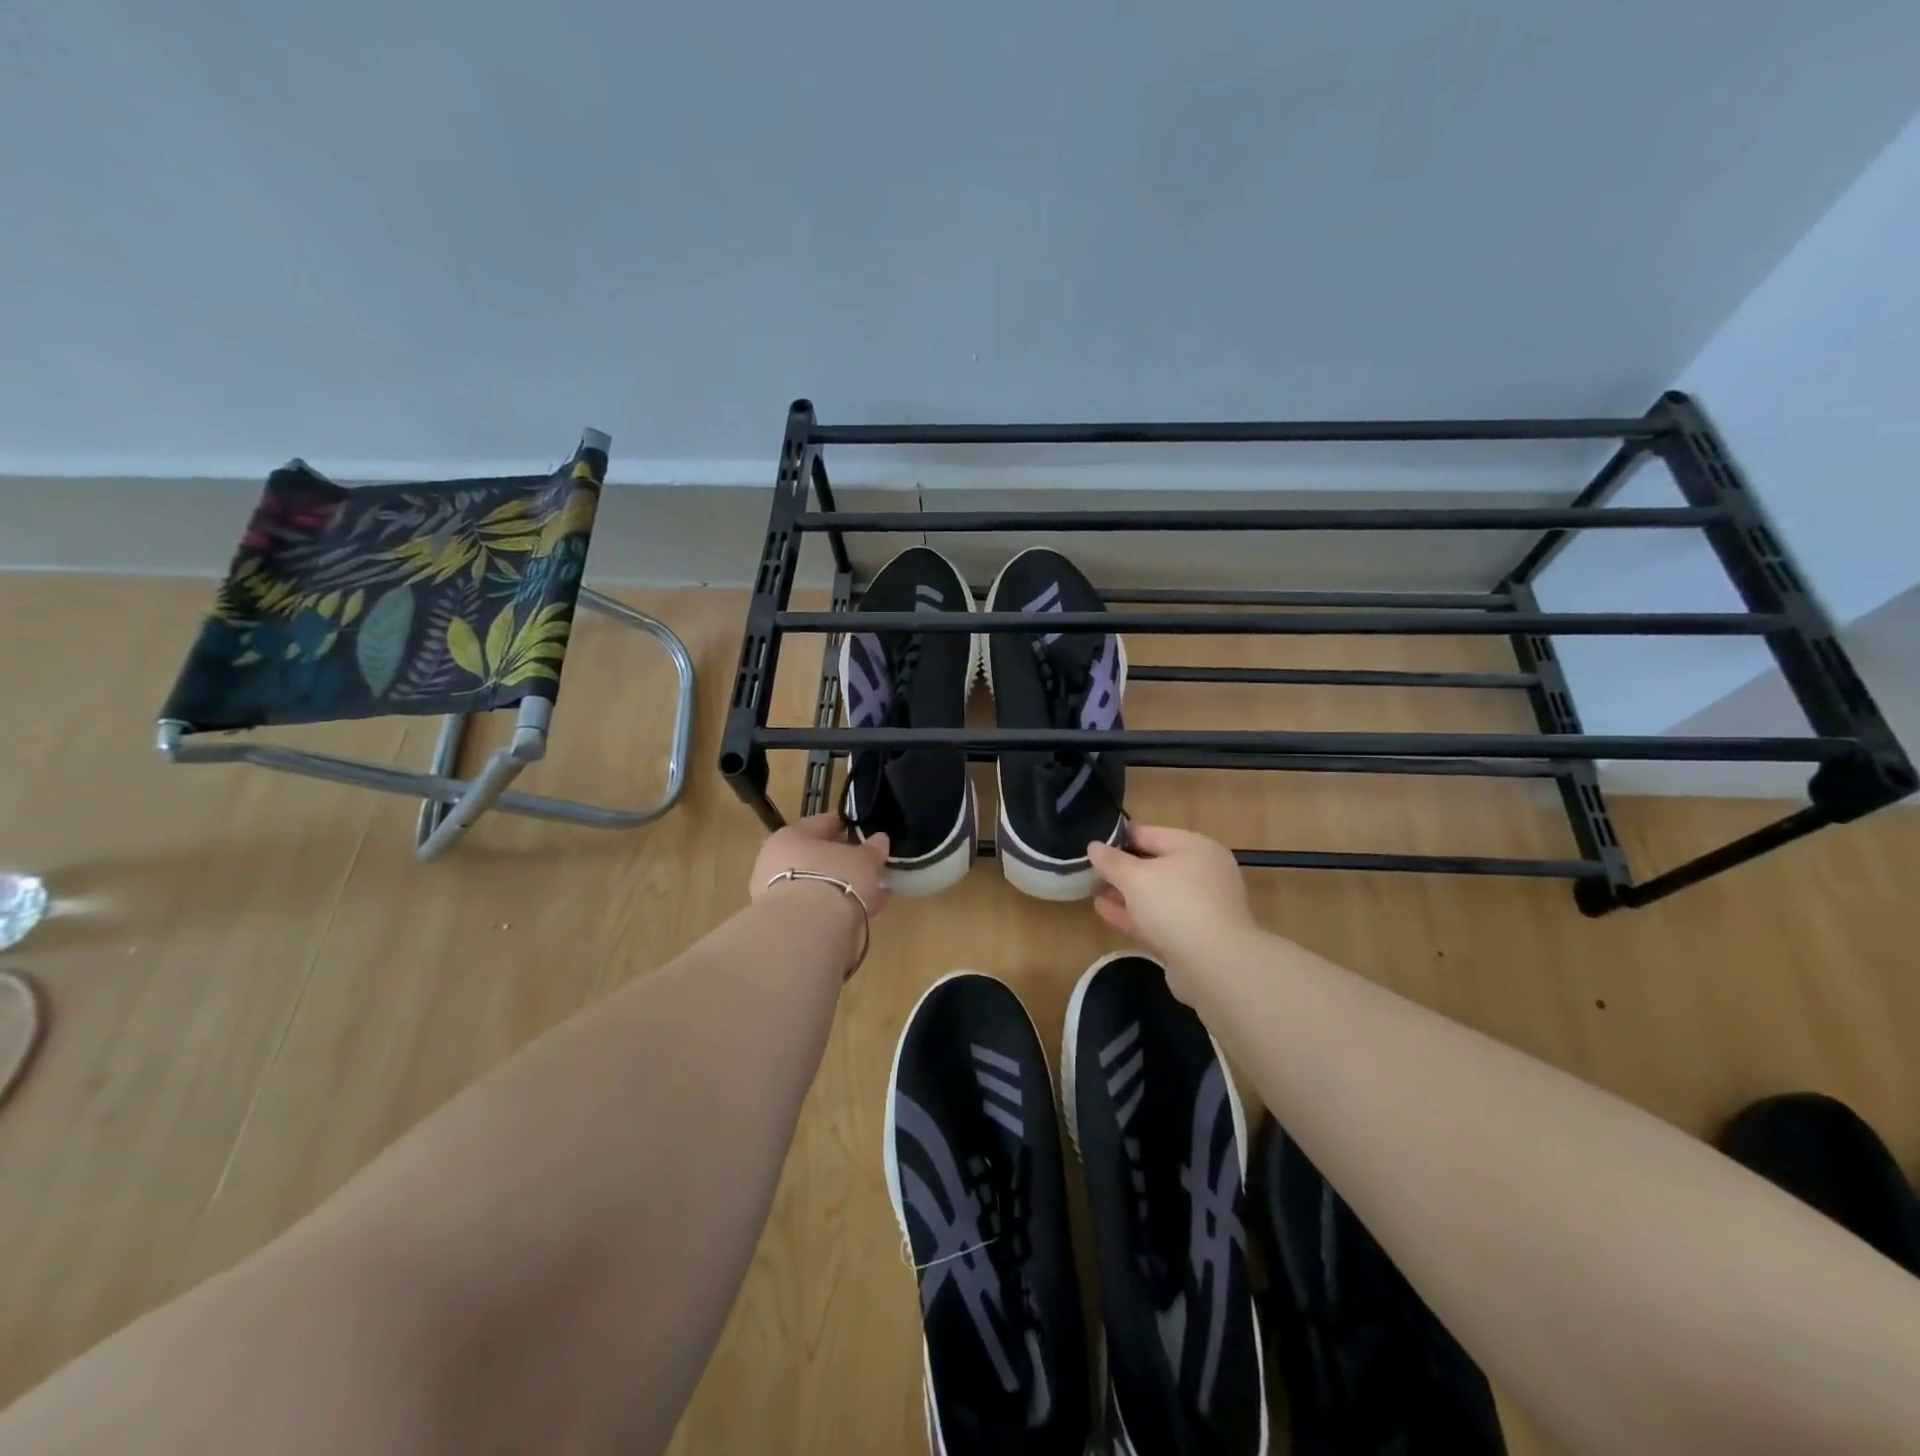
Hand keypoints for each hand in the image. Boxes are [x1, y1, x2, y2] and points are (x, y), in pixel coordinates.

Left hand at [750, 814, 891, 918]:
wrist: (806, 930)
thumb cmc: (833, 878)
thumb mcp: (863, 859)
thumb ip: (872, 849)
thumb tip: (879, 840)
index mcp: (790, 836)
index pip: (821, 824)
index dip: (844, 826)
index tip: (863, 831)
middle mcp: (776, 863)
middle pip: (817, 857)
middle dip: (844, 862)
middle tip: (869, 865)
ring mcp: (778, 896)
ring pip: (818, 885)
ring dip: (844, 888)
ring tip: (875, 892)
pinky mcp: (787, 924)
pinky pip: (820, 909)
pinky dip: (840, 908)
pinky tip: (866, 912)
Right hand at [1086, 825, 1253, 967]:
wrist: (1215, 965)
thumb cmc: (1175, 904)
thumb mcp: (1135, 876)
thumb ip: (1111, 861)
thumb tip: (1094, 846)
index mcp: (1195, 847)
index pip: (1149, 834)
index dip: (1117, 839)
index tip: (1091, 847)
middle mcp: (1202, 873)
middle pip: (1153, 865)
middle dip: (1121, 870)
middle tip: (1088, 872)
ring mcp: (1200, 907)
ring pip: (1155, 895)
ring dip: (1124, 894)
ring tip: (1093, 892)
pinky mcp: (1193, 937)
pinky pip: (1158, 919)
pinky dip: (1133, 914)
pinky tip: (1105, 911)